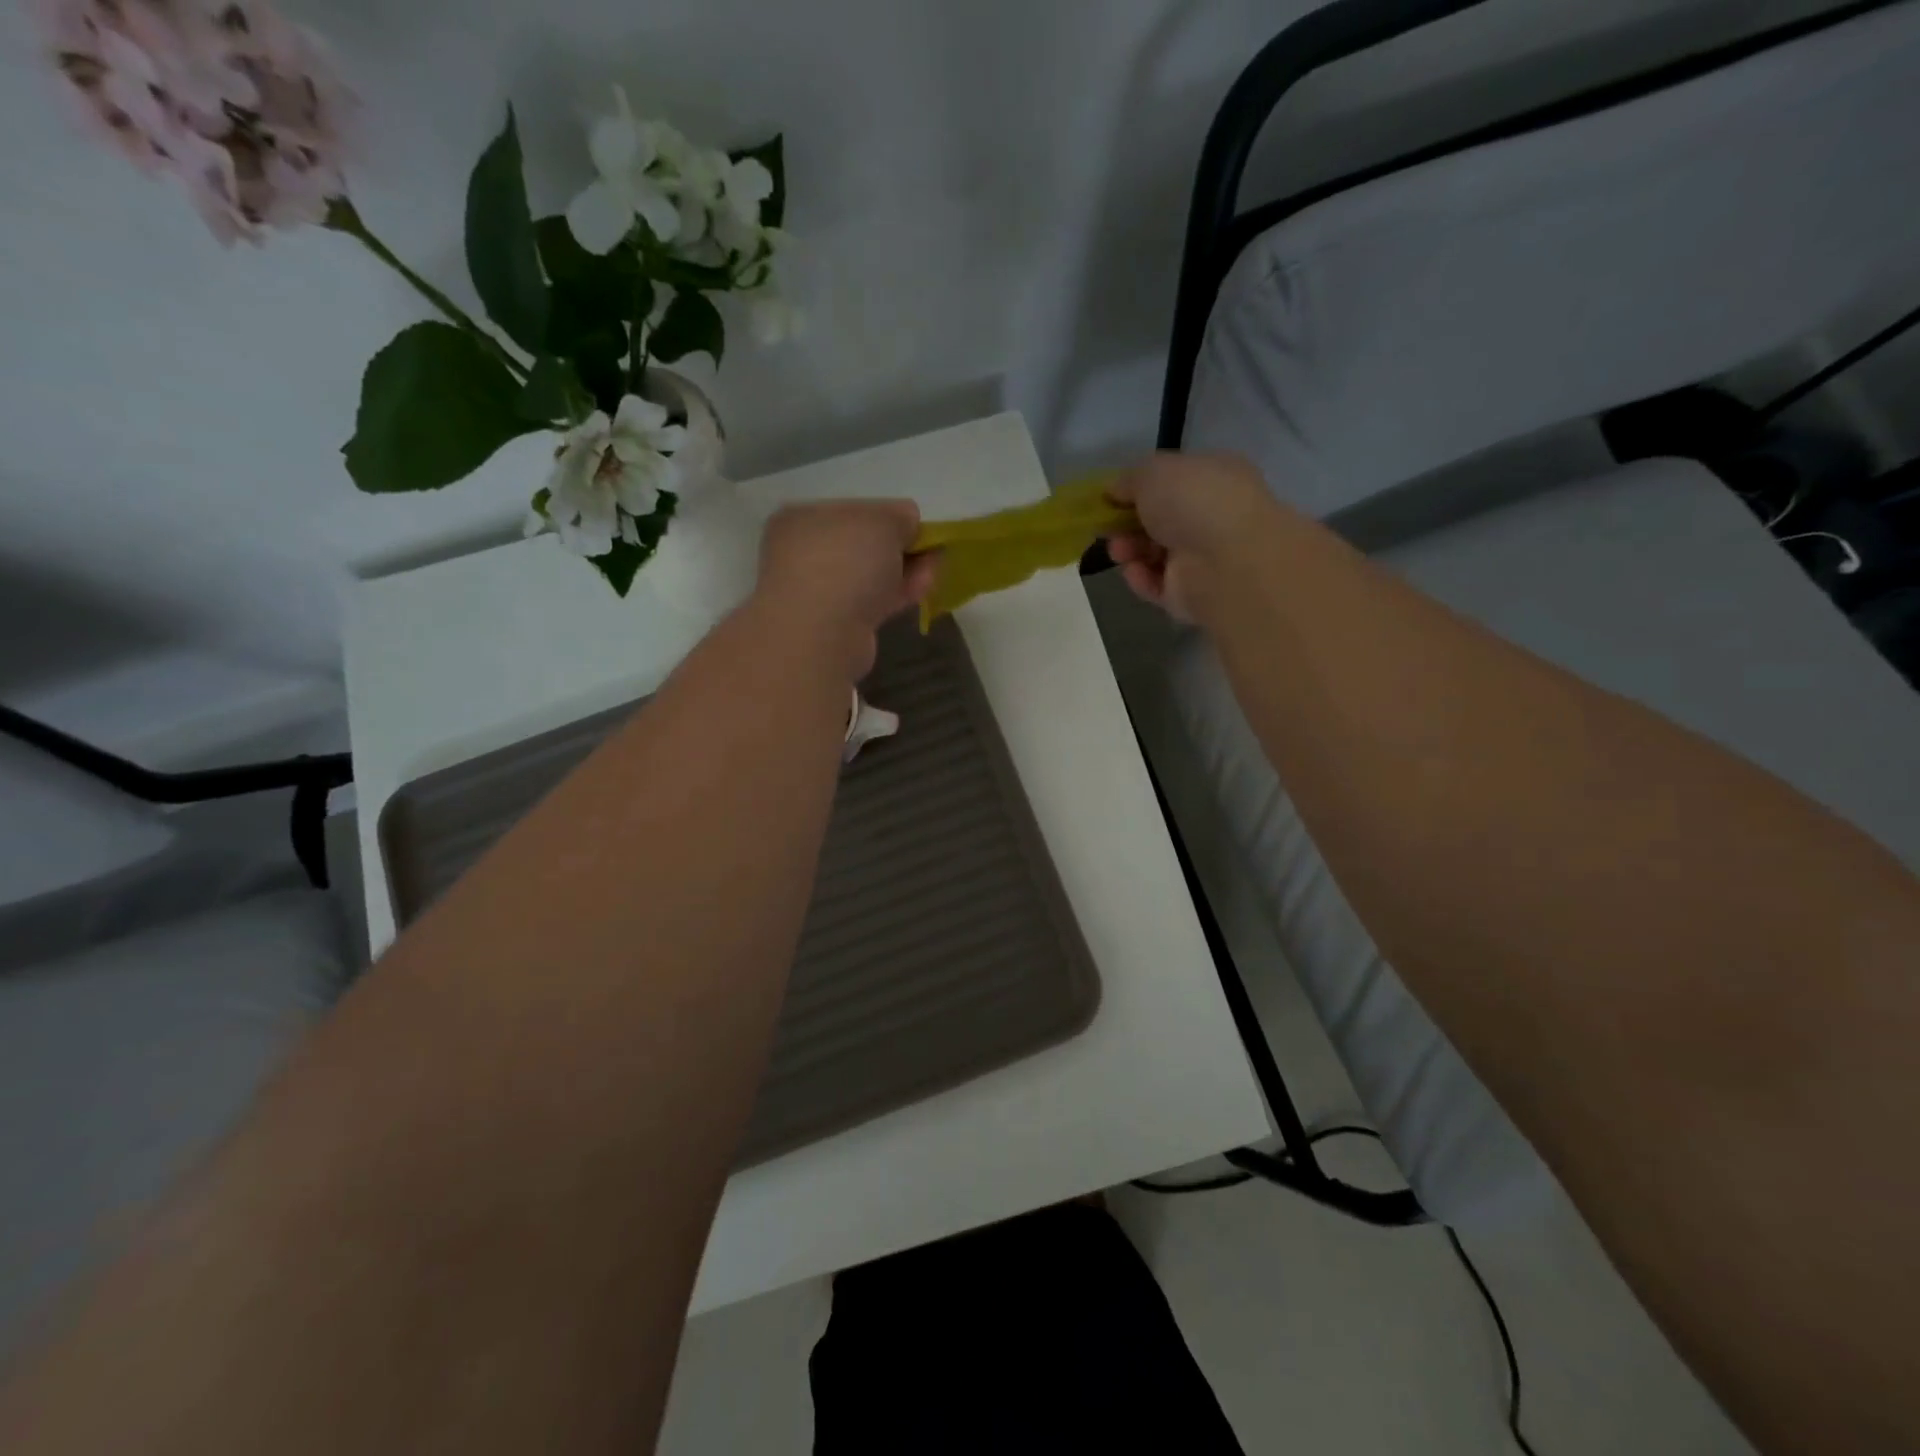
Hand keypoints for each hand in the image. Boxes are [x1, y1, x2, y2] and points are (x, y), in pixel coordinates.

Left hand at [754, 499, 938, 679]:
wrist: (821, 634)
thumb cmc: (846, 561)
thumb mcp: (883, 522)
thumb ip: (900, 516)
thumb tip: (908, 523)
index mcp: (803, 517)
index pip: (853, 509)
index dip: (889, 515)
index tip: (917, 526)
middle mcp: (802, 552)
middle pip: (862, 544)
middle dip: (898, 546)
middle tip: (930, 550)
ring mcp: (816, 591)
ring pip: (868, 575)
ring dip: (902, 570)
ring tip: (933, 569)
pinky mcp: (834, 624)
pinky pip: (871, 601)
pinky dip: (896, 593)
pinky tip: (922, 589)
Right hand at [1106, 452, 1276, 622]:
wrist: (1227, 561)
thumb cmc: (1193, 501)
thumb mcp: (1152, 472)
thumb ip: (1129, 479)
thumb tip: (1113, 491)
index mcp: (1214, 477)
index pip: (1173, 481)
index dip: (1139, 489)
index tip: (1110, 498)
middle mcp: (1213, 516)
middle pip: (1160, 521)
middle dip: (1128, 524)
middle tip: (1108, 528)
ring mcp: (1205, 558)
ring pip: (1156, 554)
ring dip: (1130, 551)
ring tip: (1119, 551)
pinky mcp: (1193, 595)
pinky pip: (1158, 585)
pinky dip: (1141, 578)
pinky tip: (1133, 571)